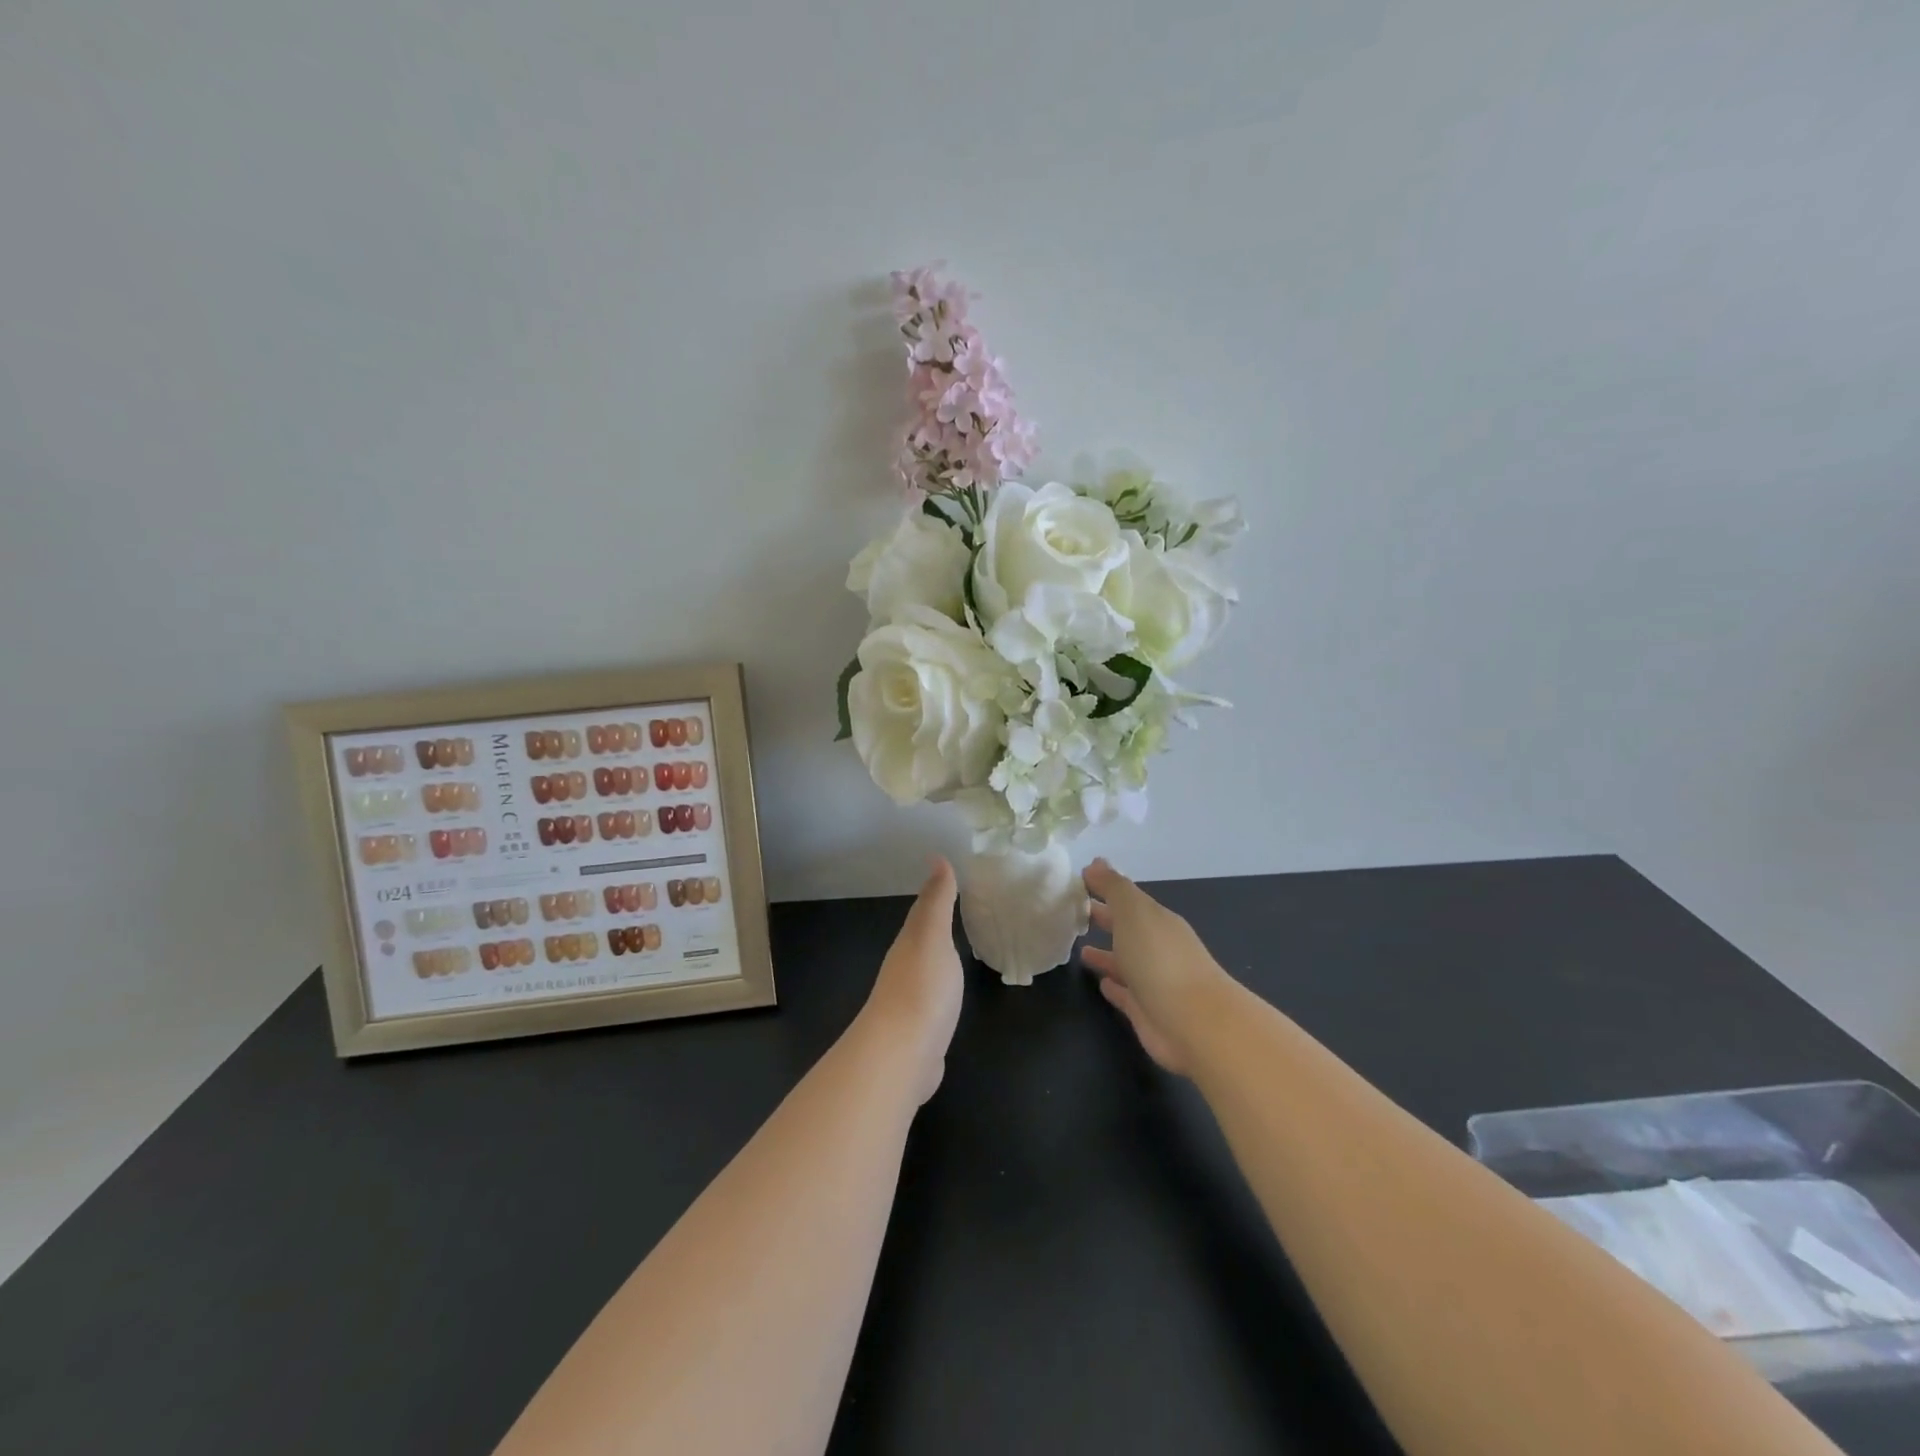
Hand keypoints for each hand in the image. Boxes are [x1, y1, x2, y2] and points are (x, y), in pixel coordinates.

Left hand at [860, 858, 963, 1103]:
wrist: (901, 1054)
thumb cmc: (922, 988)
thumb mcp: (933, 936)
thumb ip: (937, 901)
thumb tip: (937, 858)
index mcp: (909, 942)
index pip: (922, 911)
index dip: (935, 893)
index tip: (949, 874)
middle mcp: (904, 967)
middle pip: (921, 939)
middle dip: (935, 924)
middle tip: (958, 907)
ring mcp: (909, 1001)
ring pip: (925, 968)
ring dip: (937, 956)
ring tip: (955, 947)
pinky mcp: (918, 1030)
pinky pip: (932, 998)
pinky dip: (941, 989)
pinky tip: (948, 993)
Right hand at [1080, 859, 1232, 1075]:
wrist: (1194, 1022)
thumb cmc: (1160, 959)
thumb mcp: (1134, 912)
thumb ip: (1114, 887)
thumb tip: (1096, 862)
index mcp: (1156, 920)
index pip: (1126, 898)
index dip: (1103, 888)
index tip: (1076, 882)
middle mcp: (1156, 947)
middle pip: (1126, 928)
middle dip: (1104, 918)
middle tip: (1073, 911)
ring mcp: (1153, 980)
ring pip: (1124, 961)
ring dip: (1105, 954)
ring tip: (1079, 950)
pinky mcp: (1146, 1011)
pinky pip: (1125, 993)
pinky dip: (1114, 986)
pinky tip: (1100, 983)